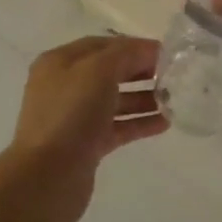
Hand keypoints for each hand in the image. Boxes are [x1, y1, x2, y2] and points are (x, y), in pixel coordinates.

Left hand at [0, 35, 168, 221]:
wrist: (47, 177)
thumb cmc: (70, 115)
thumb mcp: (98, 71)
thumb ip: (125, 54)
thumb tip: (149, 51)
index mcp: (59, 63)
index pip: (102, 45)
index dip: (134, 46)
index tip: (166, 54)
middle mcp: (64, 87)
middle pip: (109, 72)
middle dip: (140, 71)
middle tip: (173, 77)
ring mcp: (74, 118)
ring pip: (114, 101)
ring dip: (144, 98)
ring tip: (174, 101)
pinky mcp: (86, 145)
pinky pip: (117, 127)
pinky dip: (139, 123)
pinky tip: (164, 123)